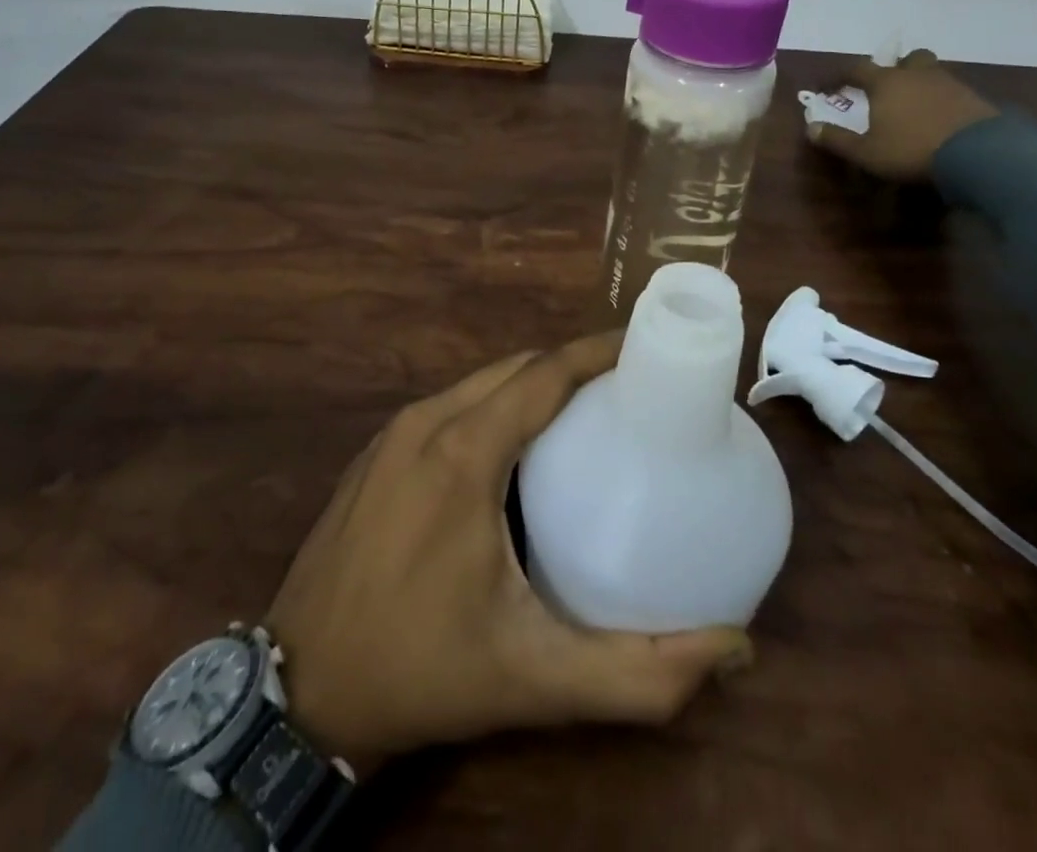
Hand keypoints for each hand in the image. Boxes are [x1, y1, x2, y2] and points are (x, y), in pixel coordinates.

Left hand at [266, 332, 751, 770]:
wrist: (301, 689)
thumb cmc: (422, 670)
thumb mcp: (536, 679)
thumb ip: (640, 672)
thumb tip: (735, 648)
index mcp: (464, 452)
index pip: (544, 374)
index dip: (598, 352)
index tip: (645, 347)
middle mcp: (427, 422)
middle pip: (515, 369)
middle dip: (572, 366)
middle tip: (627, 389)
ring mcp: (394, 433)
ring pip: (479, 382)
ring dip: (533, 384)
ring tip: (584, 413)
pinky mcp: (376, 451)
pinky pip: (449, 405)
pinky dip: (494, 404)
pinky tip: (516, 445)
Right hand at [807, 49, 997, 180]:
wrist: (981, 155)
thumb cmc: (912, 150)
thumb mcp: (866, 152)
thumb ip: (837, 140)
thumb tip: (810, 128)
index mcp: (886, 83)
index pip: (856, 69)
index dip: (838, 76)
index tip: (826, 86)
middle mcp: (918, 75)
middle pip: (907, 59)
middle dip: (895, 68)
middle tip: (886, 86)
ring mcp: (951, 84)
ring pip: (933, 73)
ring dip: (921, 83)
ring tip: (915, 105)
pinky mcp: (976, 100)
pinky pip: (954, 92)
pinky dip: (943, 101)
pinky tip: (941, 120)